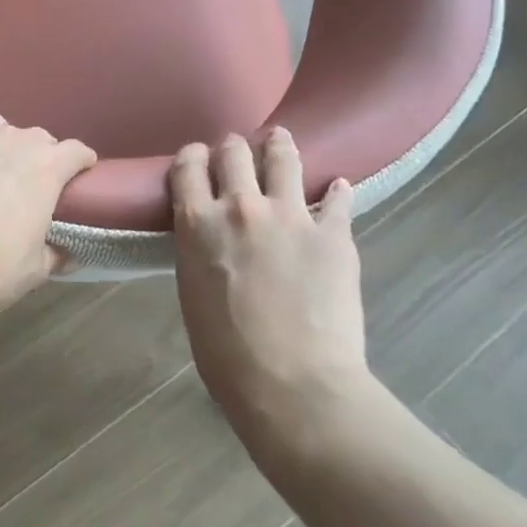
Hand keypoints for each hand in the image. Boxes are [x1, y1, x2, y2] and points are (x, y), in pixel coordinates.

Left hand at [0, 112, 97, 310]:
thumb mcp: (36, 269)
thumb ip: (54, 255)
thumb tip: (67, 255)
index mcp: (48, 168)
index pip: (76, 151)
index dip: (81, 161)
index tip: (81, 171)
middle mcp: (15, 141)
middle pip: (38, 136)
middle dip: (41, 153)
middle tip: (32, 179)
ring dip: (2, 138)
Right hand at [170, 129, 369, 452]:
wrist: (293, 386)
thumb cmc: (226, 354)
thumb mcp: (192, 292)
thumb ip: (200, 250)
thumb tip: (210, 237)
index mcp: (197, 223)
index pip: (188, 166)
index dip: (192, 156)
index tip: (198, 157)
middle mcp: (240, 206)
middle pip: (232, 152)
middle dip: (232, 147)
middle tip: (237, 151)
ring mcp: (290, 215)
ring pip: (282, 158)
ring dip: (279, 145)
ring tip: (280, 140)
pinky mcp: (333, 234)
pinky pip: (338, 199)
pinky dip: (337, 191)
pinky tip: (339, 187)